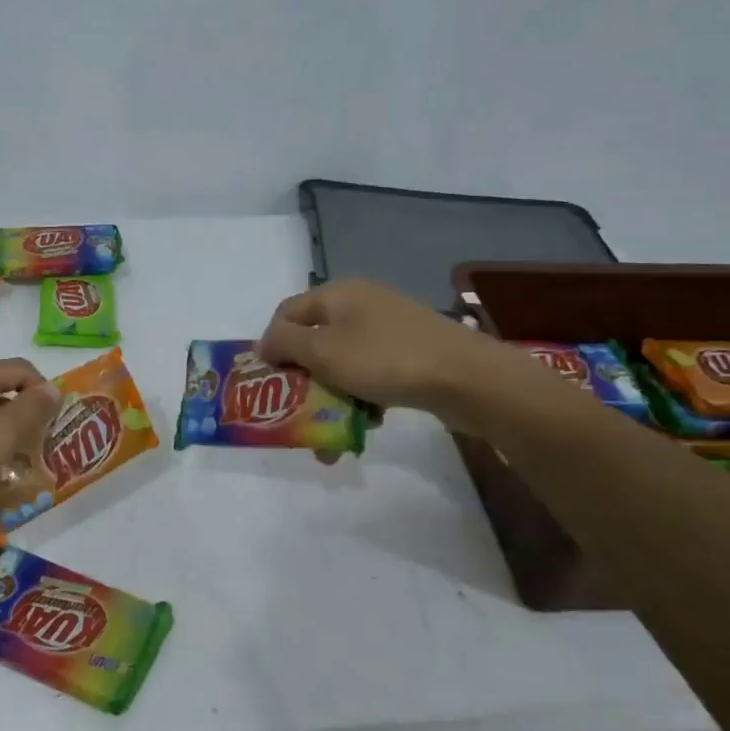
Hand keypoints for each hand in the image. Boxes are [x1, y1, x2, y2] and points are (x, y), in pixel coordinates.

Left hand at [0, 359, 60, 520]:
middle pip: (1, 392)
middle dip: (25, 417)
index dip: (45, 391)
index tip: (57, 424)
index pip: (22, 369)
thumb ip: (31, 409)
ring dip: (2, 438)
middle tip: (41, 448)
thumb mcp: (0, 433)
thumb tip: (54, 387)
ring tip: (16, 467)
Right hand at [256, 279, 535, 433]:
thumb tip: (263, 343)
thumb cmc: (384, 359)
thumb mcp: (323, 352)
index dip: (271, 346)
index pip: (286, 313)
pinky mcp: (411, 352)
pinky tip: (369, 423)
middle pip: (315, 341)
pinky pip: (372, 373)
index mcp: (337, 294)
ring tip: (332, 436)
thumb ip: (285, 344)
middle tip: (298, 415)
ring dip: (332, 397)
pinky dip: (363, 397)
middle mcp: (361, 304)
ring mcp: (389, 328)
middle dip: (303, 382)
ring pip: (344, 363)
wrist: (466, 377)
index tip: (269, 383)